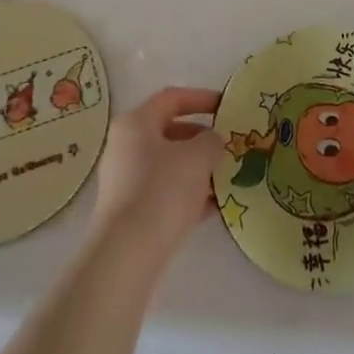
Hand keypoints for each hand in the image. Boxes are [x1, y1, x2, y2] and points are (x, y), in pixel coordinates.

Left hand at [87, 87, 225, 267]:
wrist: (127, 254)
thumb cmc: (163, 190)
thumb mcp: (198, 157)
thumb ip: (212, 141)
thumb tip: (212, 142)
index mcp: (136, 123)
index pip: (172, 98)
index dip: (202, 98)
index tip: (227, 107)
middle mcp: (125, 147)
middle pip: (170, 132)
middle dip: (202, 139)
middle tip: (228, 147)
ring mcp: (125, 180)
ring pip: (169, 165)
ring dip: (198, 169)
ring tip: (226, 178)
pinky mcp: (130, 212)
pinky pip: (164, 192)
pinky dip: (188, 194)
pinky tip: (213, 207)